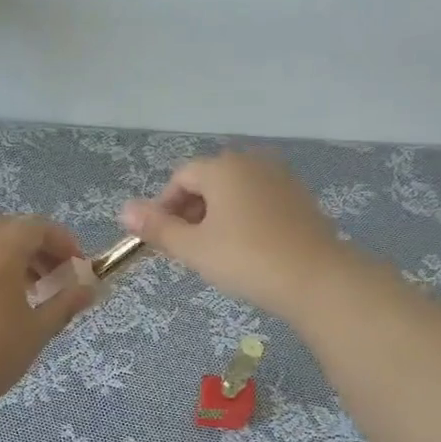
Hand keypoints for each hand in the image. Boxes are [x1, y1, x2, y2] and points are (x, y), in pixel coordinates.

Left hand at [0, 216, 96, 402]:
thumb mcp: (39, 328)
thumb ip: (66, 303)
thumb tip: (89, 289)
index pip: (38, 227)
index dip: (63, 242)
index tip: (78, 266)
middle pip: (11, 231)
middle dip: (38, 248)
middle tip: (56, 276)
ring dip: (14, 259)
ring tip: (31, 292)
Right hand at [119, 150, 351, 318]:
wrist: (316, 279)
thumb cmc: (246, 260)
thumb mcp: (194, 248)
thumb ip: (157, 228)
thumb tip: (123, 210)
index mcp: (223, 167)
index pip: (180, 178)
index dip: (164, 207)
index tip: (162, 240)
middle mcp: (252, 162)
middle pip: (208, 181)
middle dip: (190, 212)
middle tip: (187, 250)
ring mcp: (280, 178)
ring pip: (235, 192)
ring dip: (216, 216)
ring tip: (215, 252)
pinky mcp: (299, 199)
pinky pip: (259, 201)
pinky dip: (244, 219)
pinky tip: (247, 250)